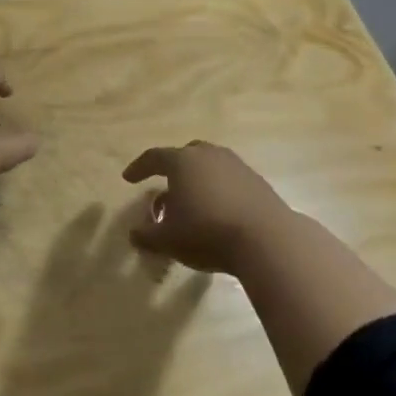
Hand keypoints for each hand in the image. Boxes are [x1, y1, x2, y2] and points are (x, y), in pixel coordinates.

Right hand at [122, 141, 297, 273]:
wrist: (267, 239)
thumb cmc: (207, 233)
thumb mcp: (168, 240)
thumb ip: (147, 235)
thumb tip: (134, 233)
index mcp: (182, 161)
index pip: (154, 157)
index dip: (139, 168)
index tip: (128, 178)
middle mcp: (208, 155)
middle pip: (185, 155)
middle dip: (172, 170)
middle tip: (165, 188)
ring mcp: (236, 165)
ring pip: (210, 166)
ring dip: (197, 181)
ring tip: (192, 203)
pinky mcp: (257, 181)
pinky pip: (229, 180)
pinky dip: (218, 190)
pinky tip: (218, 212)